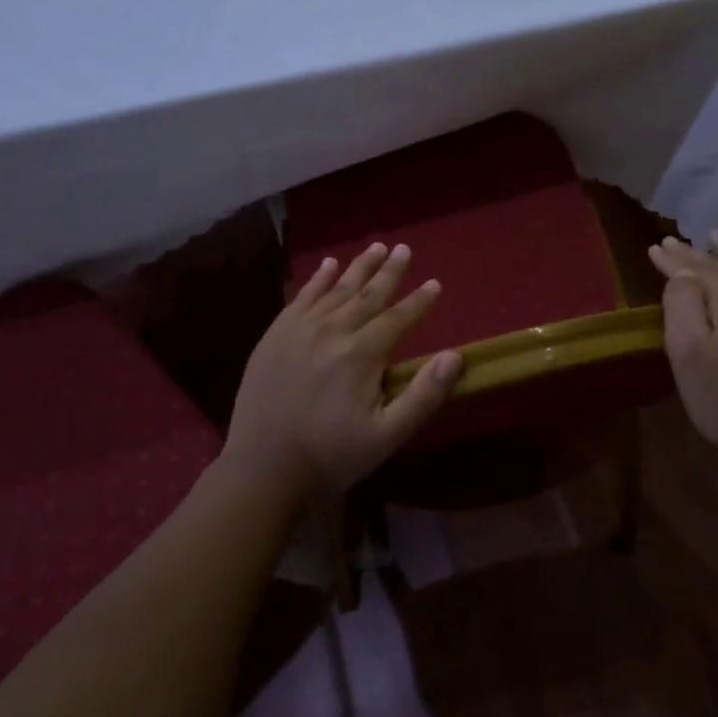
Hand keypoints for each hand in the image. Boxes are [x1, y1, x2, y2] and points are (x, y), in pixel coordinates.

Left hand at [225, 243, 462, 501]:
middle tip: (405, 249)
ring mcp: (299, 329)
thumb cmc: (331, 455)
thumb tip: (454, 356)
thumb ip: (424, 395)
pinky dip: (318, 278)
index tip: (435, 283)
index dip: (419, 301)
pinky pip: (302, 296)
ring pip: (337, 289)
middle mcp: (332, 331)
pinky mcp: (275, 335)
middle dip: (390, 271)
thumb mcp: (387, 436)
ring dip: (359, 267)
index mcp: (361, 354)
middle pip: (368, 294)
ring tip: (376, 247)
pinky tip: (329, 265)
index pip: (398, 318)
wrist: (262, 468)